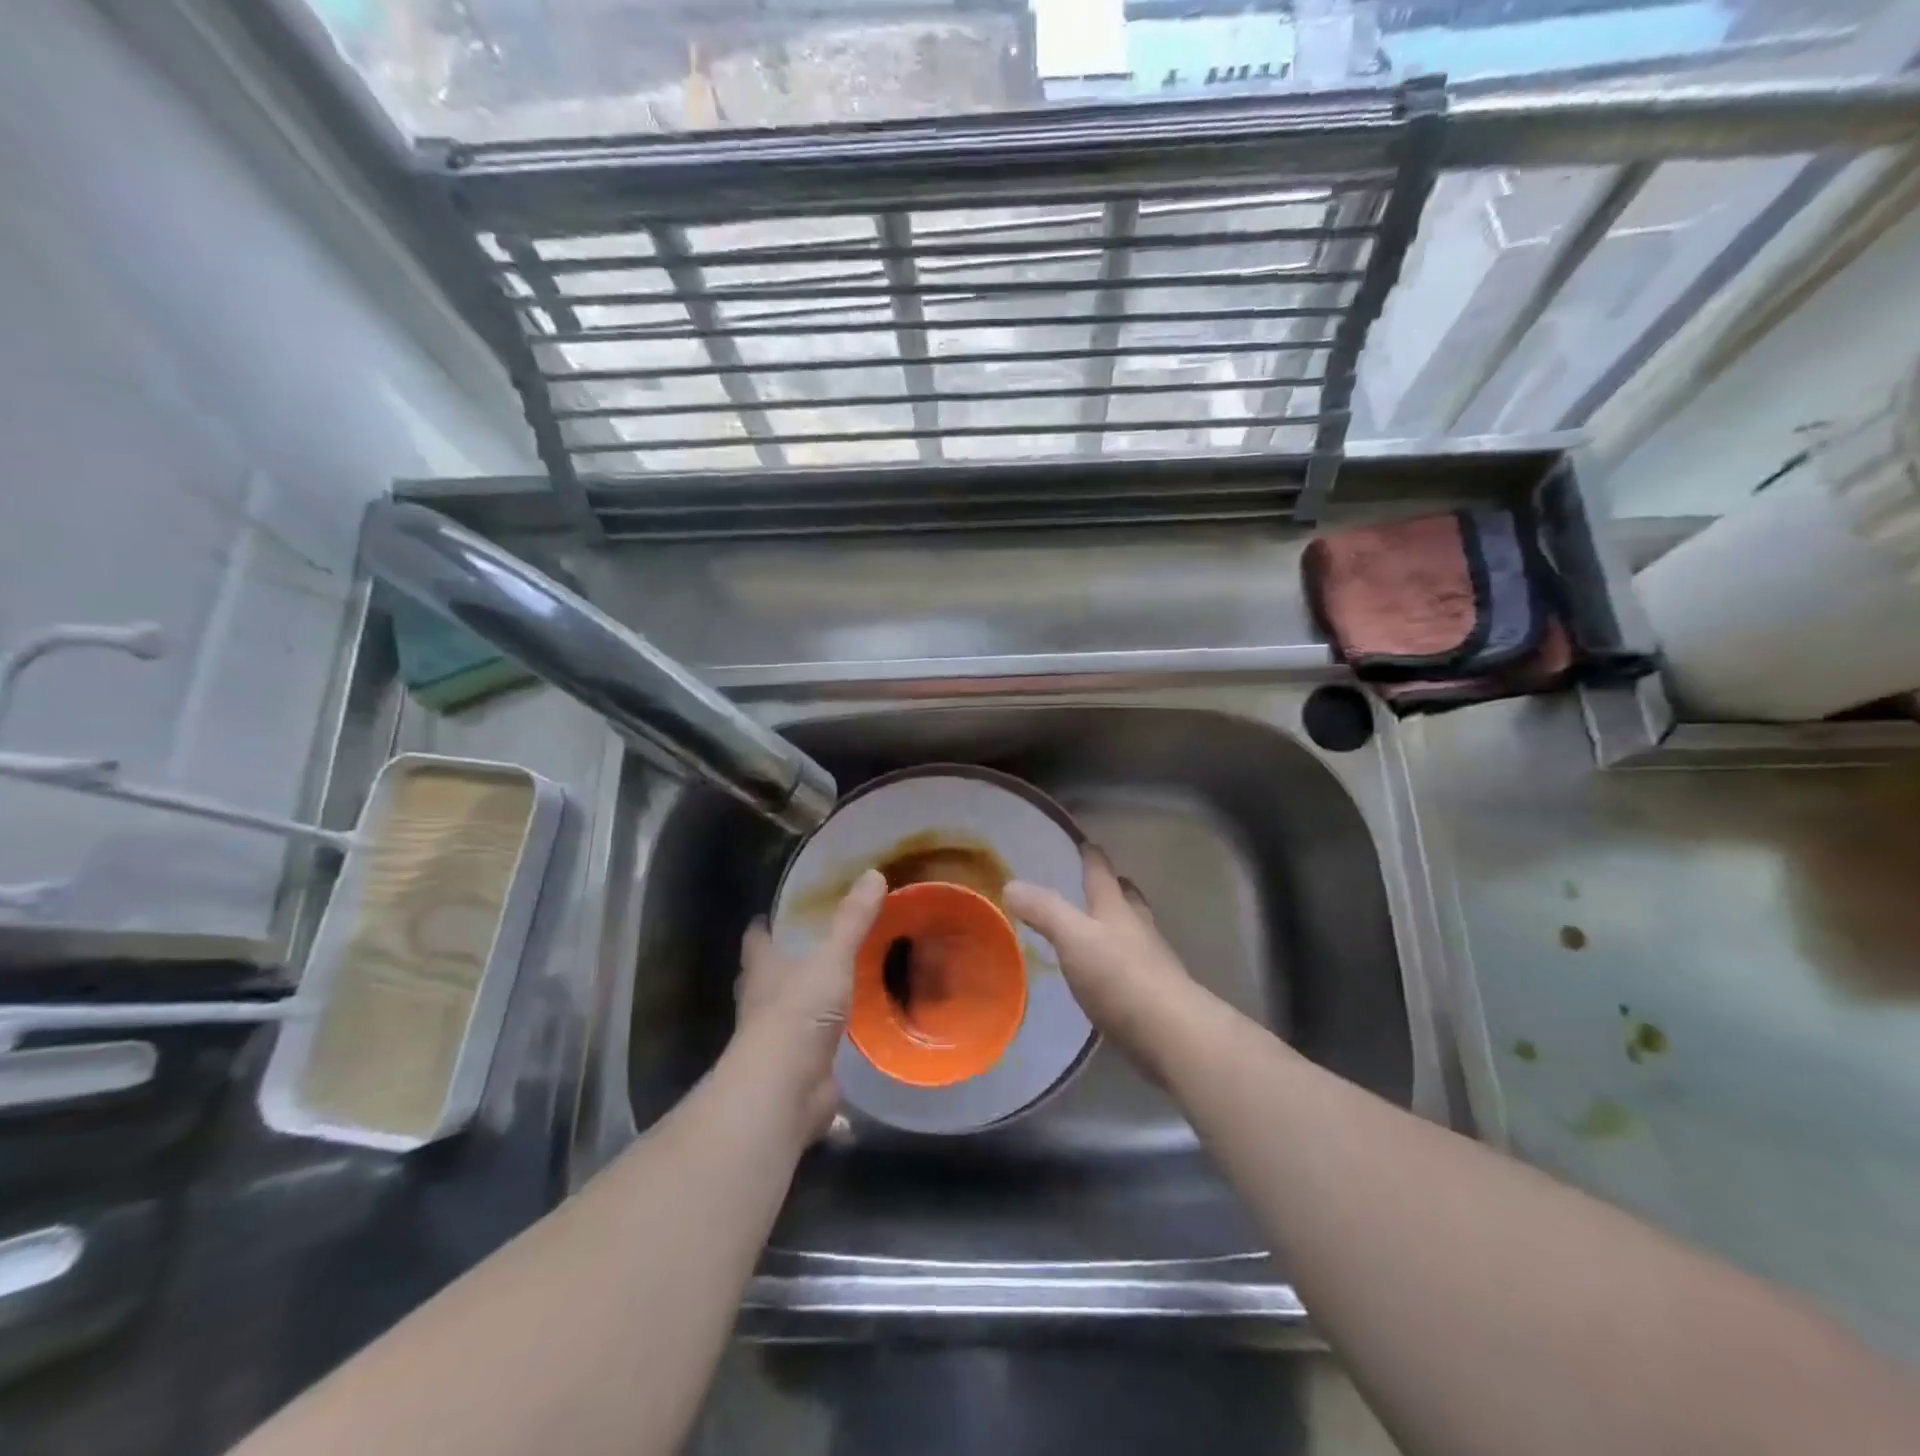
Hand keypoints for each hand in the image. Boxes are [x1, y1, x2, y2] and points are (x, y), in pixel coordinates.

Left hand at [733, 868, 885, 1138]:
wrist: (785, 1088)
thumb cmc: (798, 1012)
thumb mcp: (831, 958)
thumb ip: (852, 920)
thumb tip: (874, 873)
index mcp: (762, 968)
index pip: (756, 938)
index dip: (763, 925)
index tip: (774, 913)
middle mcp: (761, 1000)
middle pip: (765, 975)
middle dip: (781, 962)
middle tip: (811, 946)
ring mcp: (775, 1037)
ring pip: (786, 1011)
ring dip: (803, 1001)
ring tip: (832, 985)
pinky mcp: (795, 1067)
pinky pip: (810, 1045)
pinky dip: (823, 1039)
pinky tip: (847, 1033)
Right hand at [1005, 848, 1197, 1071]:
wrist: (1170, 1033)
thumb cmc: (1119, 976)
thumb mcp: (1073, 937)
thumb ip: (1044, 910)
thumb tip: (1010, 884)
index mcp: (1116, 907)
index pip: (1101, 871)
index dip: (1091, 855)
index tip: (1083, 842)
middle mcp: (1137, 927)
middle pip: (1126, 897)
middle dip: (1112, 887)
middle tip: (1096, 882)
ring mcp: (1151, 960)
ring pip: (1133, 930)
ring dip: (1118, 922)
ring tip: (1097, 925)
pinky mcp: (1154, 993)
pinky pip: (1133, 965)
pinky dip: (1119, 959)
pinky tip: (1105, 972)